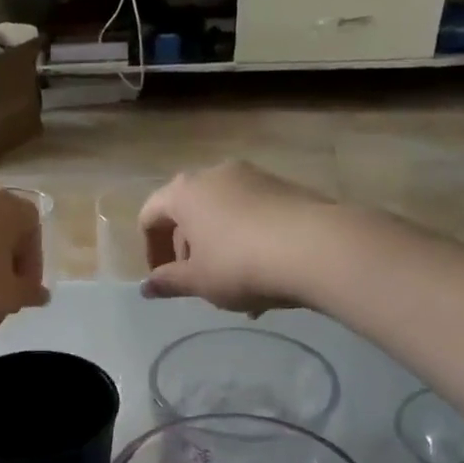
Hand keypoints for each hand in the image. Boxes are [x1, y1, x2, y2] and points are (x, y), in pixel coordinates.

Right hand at [140, 162, 332, 312]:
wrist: (317, 248)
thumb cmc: (240, 264)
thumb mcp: (198, 281)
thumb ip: (168, 282)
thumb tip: (146, 288)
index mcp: (185, 193)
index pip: (150, 215)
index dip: (150, 250)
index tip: (163, 279)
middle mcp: (216, 175)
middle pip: (187, 212)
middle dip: (186, 249)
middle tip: (196, 282)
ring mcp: (254, 177)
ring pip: (222, 214)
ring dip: (217, 247)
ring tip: (232, 286)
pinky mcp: (284, 187)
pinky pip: (251, 214)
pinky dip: (246, 241)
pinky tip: (261, 274)